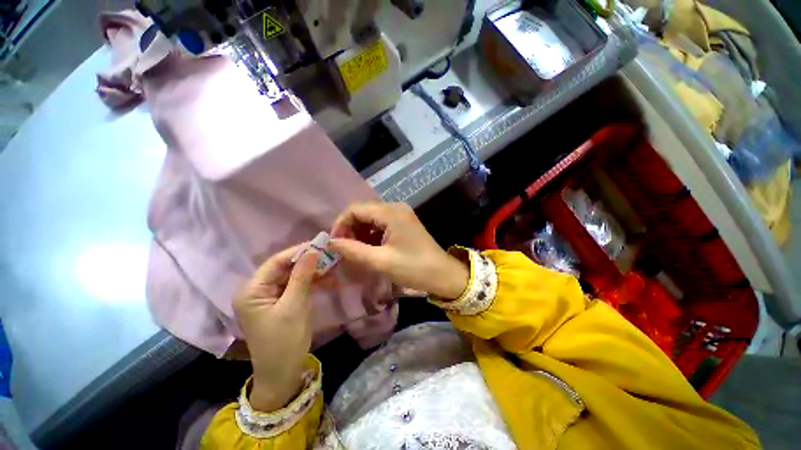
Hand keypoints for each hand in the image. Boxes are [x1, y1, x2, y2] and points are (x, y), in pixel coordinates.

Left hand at [234, 244, 319, 411]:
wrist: (282, 374)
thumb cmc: (284, 341)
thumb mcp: (294, 306)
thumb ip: (302, 276)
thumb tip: (312, 251)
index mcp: (252, 291)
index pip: (275, 262)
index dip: (298, 251)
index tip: (320, 244)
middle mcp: (258, 290)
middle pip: (284, 268)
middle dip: (307, 261)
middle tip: (329, 254)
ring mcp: (270, 297)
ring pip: (293, 276)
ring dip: (312, 271)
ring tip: (332, 265)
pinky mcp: (282, 303)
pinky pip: (297, 286)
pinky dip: (312, 282)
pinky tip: (328, 278)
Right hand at [329, 202, 468, 299]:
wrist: (443, 274)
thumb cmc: (414, 268)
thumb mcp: (381, 262)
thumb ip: (353, 251)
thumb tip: (331, 243)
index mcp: (391, 212)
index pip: (355, 209)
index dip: (341, 224)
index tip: (335, 243)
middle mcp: (395, 207)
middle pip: (363, 211)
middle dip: (350, 229)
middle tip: (344, 249)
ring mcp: (401, 214)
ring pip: (371, 217)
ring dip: (359, 232)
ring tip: (355, 250)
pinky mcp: (403, 223)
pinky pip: (380, 223)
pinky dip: (370, 234)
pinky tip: (368, 248)